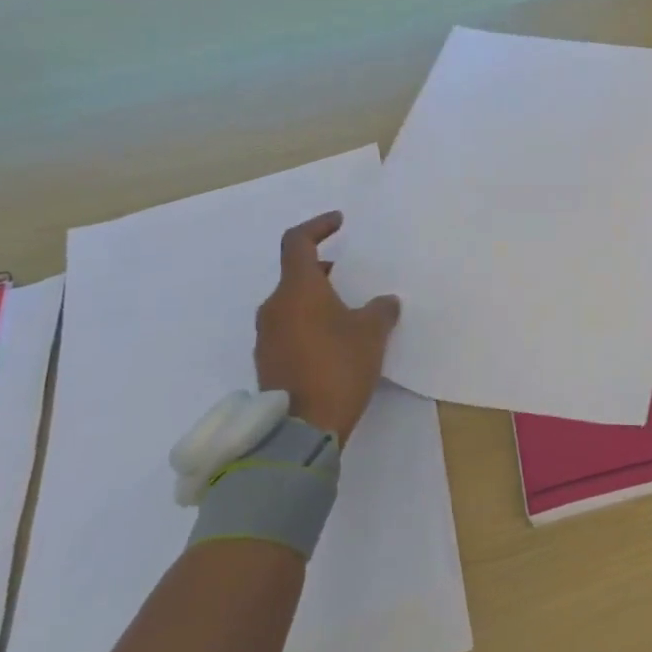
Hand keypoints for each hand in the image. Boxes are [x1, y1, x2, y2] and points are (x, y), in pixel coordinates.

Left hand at [254, 213, 400, 445]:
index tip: (339, 222)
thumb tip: (384, 301)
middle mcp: (274, 307)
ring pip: (292, 303)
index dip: (318, 226)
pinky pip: (289, 328)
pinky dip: (310, 324)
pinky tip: (335, 342)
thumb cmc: (339, 367)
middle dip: (323, 271)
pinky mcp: (268, 361)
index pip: (297, 242)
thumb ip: (381, 309)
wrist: (302, 428)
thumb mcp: (372, 333)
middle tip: (351, 276)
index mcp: (297, 290)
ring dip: (317, 300)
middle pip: (296, 275)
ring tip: (349, 312)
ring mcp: (267, 336)